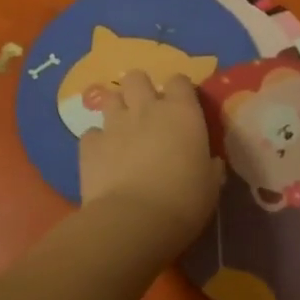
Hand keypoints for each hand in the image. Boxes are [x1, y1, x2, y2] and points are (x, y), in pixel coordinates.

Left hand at [78, 70, 224, 252]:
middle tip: (146, 111)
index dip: (179, 91)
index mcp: (182, 112)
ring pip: (110, 97)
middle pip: (137, 78)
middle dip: (140, 89)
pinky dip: (97, 142)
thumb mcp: (210, 184)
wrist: (134, 220)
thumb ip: (208, 165)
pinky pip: (91, 133)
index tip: (182, 107)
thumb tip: (210, 162)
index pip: (179, 80)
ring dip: (117, 109)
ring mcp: (114, 124)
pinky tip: (103, 157)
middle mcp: (146, 108)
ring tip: (122, 129)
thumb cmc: (184, 201)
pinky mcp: (89, 145)